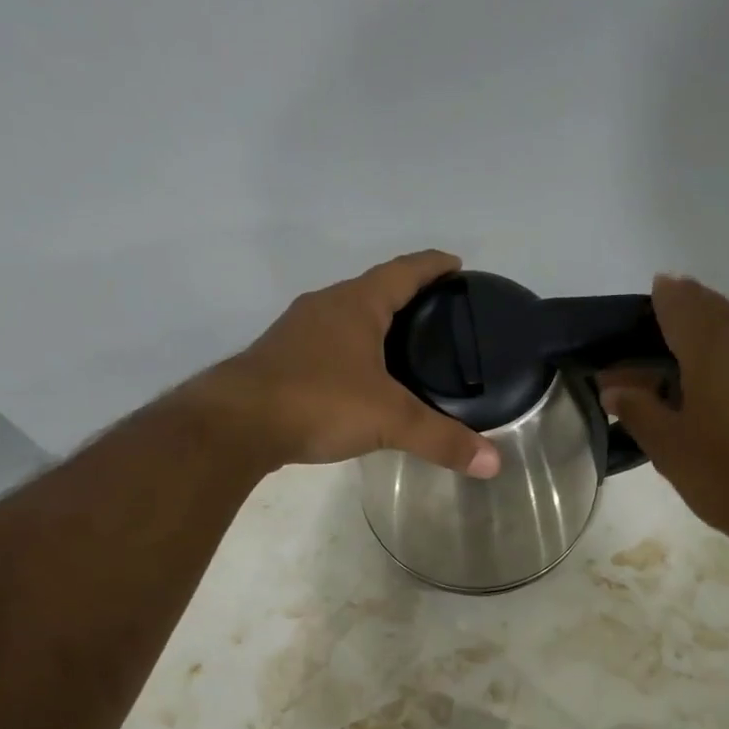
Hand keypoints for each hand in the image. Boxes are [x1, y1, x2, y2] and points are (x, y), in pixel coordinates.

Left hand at [192, 250, 500, 476]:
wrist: (235, 425)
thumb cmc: (318, 402)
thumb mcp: (389, 420)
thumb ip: (441, 439)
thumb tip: (494, 463)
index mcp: (356, 304)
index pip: (404, 271)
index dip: (433, 266)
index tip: (457, 265)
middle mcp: (324, 307)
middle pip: (373, 290)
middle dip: (406, 297)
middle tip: (439, 315)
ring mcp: (296, 332)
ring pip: (345, 318)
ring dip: (374, 325)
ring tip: (403, 347)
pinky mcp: (279, 360)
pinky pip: (325, 346)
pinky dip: (350, 353)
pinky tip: (358, 379)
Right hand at [600, 275, 728, 555]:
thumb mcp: (669, 446)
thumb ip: (638, 409)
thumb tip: (613, 388)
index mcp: (713, 342)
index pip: (678, 300)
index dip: (657, 302)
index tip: (637, 317)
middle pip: (711, 307)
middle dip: (681, 318)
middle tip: (655, 349)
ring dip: (712, 336)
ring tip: (687, 369)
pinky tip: (725, 387)